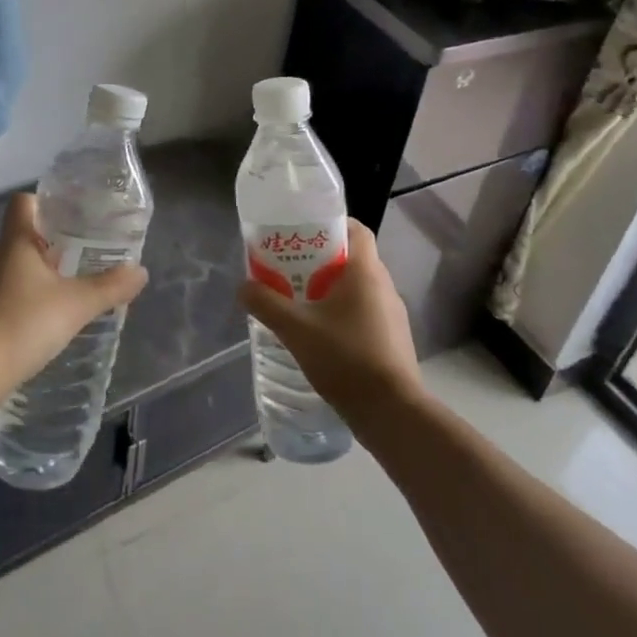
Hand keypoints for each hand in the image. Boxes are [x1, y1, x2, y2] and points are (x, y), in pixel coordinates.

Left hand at [0, 194, 146, 388]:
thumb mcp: (77, 304)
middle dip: (50, 243)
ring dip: (37, 273)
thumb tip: (141, 271)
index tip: (70, 216)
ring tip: (67, 288)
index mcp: (15, 241)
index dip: (45, 203)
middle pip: (22, 235)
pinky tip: (44, 319)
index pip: (23, 202)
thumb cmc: (26, 321)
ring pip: (13, 267)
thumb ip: (110, 286)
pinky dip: (24, 299)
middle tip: (82, 255)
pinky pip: (5, 294)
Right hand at [238, 219, 422, 424]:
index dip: (332, 224)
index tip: (305, 232)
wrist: (391, 412)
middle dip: (323, 259)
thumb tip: (243, 286)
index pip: (356, 229)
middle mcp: (384, 285)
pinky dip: (344, 312)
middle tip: (292, 266)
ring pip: (360, 286)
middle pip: (353, 257)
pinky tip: (321, 332)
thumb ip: (267, 304)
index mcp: (366, 271)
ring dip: (333, 288)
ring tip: (301, 299)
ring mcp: (392, 313)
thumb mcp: (296, 329)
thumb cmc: (345, 358)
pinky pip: (366, 311)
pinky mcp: (393, 338)